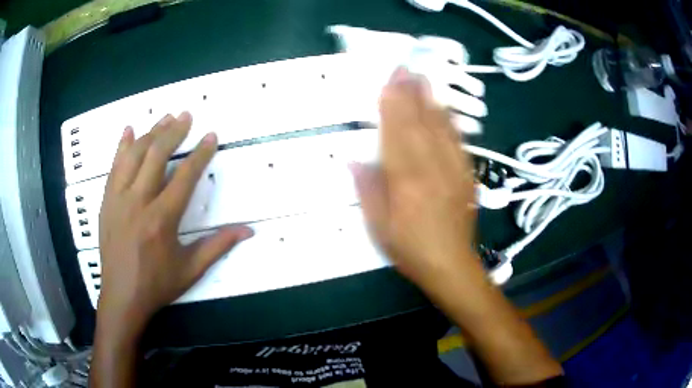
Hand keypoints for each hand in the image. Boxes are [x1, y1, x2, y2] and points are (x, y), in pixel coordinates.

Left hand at [97, 112, 252, 329]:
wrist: (121, 296)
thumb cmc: (157, 284)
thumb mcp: (191, 269)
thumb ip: (218, 246)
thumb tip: (248, 231)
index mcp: (162, 219)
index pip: (184, 176)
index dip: (200, 154)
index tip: (211, 136)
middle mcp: (138, 202)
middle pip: (156, 156)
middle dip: (173, 132)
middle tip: (186, 115)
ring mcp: (119, 199)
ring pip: (134, 156)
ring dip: (150, 133)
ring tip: (165, 118)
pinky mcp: (107, 201)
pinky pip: (113, 167)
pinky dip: (121, 146)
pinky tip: (128, 131)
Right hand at [351, 67, 481, 292]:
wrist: (451, 265)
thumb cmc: (410, 249)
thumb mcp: (379, 227)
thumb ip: (368, 190)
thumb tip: (354, 159)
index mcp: (407, 181)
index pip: (397, 134)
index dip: (392, 105)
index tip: (388, 82)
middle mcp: (432, 169)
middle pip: (420, 123)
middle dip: (411, 93)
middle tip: (405, 68)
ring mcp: (454, 170)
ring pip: (441, 128)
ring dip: (431, 100)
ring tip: (423, 78)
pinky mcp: (467, 175)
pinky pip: (458, 141)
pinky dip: (450, 121)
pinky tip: (445, 109)